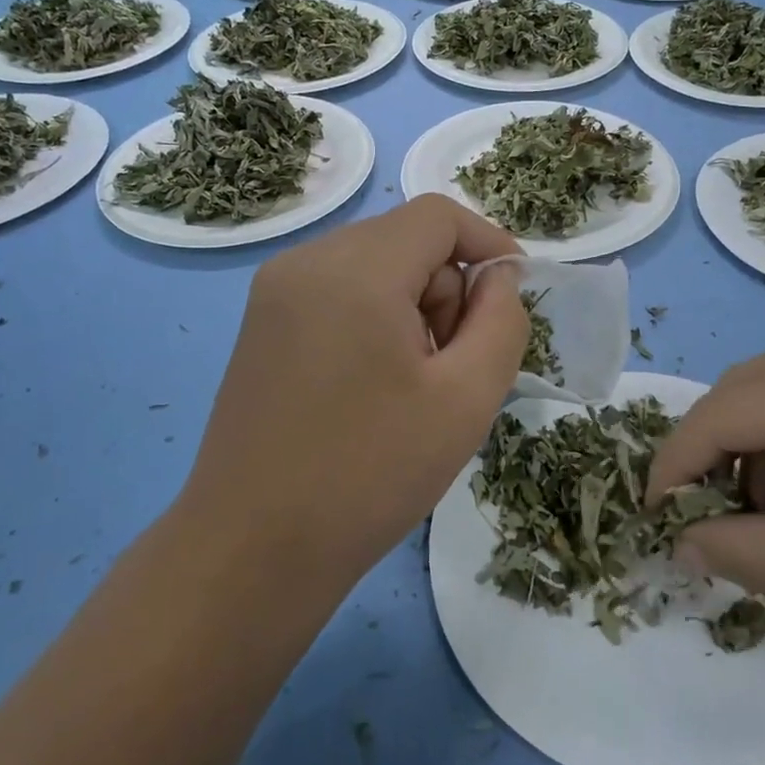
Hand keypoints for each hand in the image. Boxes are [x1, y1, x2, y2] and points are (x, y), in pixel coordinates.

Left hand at [182, 197, 527, 574]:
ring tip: (412, 384)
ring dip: (412, 307)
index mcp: (355, 269)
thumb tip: (496, 279)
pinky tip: (372, 385)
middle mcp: (306, 261)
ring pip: (373, 265)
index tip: (511, 299)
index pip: (438, 215)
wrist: (252, 549)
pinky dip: (374, 318)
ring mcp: (275, 291)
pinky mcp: (262, 323)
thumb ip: (501, 322)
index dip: (489, 244)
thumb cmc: (369, 474)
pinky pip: (339, 291)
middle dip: (447, 288)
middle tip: (453, 366)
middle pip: (406, 239)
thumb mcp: (466, 399)